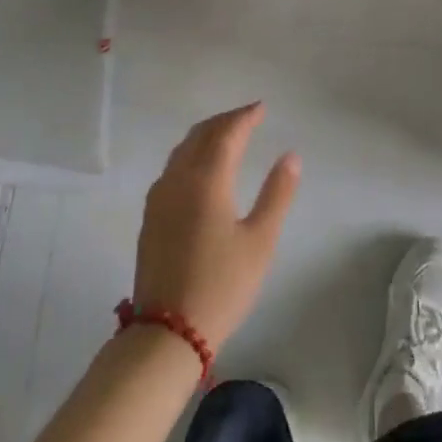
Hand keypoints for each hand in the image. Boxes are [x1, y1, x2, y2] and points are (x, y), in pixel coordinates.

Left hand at [132, 103, 300, 353]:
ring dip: (206, 135)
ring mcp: (159, 197)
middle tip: (248, 117)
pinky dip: (191, 153)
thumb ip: (277, 194)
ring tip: (227, 135)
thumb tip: (290, 156)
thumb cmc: (221, 286)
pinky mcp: (150, 216)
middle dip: (225, 121)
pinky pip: (172, 167)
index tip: (262, 108)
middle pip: (201, 135)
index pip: (227, 133)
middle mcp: (178, 179)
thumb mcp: (260, 241)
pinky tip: (201, 167)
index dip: (245, 116)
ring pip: (183, 149)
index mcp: (206, 180)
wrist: (167, 334)